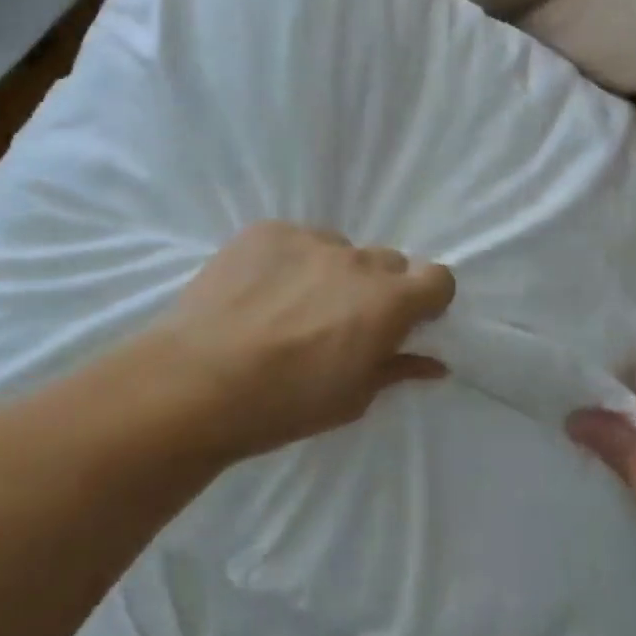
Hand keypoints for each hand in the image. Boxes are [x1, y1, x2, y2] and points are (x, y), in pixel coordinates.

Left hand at [156, 222, 455, 458]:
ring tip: (289, 307)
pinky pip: (294, 240)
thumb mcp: (351, 399)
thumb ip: (396, 369)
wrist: (196, 382)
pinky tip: (258, 292)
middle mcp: (356, 261)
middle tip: (341, 322)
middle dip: (377, 289)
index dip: (426, 299)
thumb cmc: (283, 404)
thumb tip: (433, 363)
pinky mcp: (266, 230)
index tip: (405, 321)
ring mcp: (308, 239)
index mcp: (387, 303)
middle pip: (387, 262)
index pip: (438, 278)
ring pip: (338, 249)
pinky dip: (289, 261)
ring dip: (330, 273)